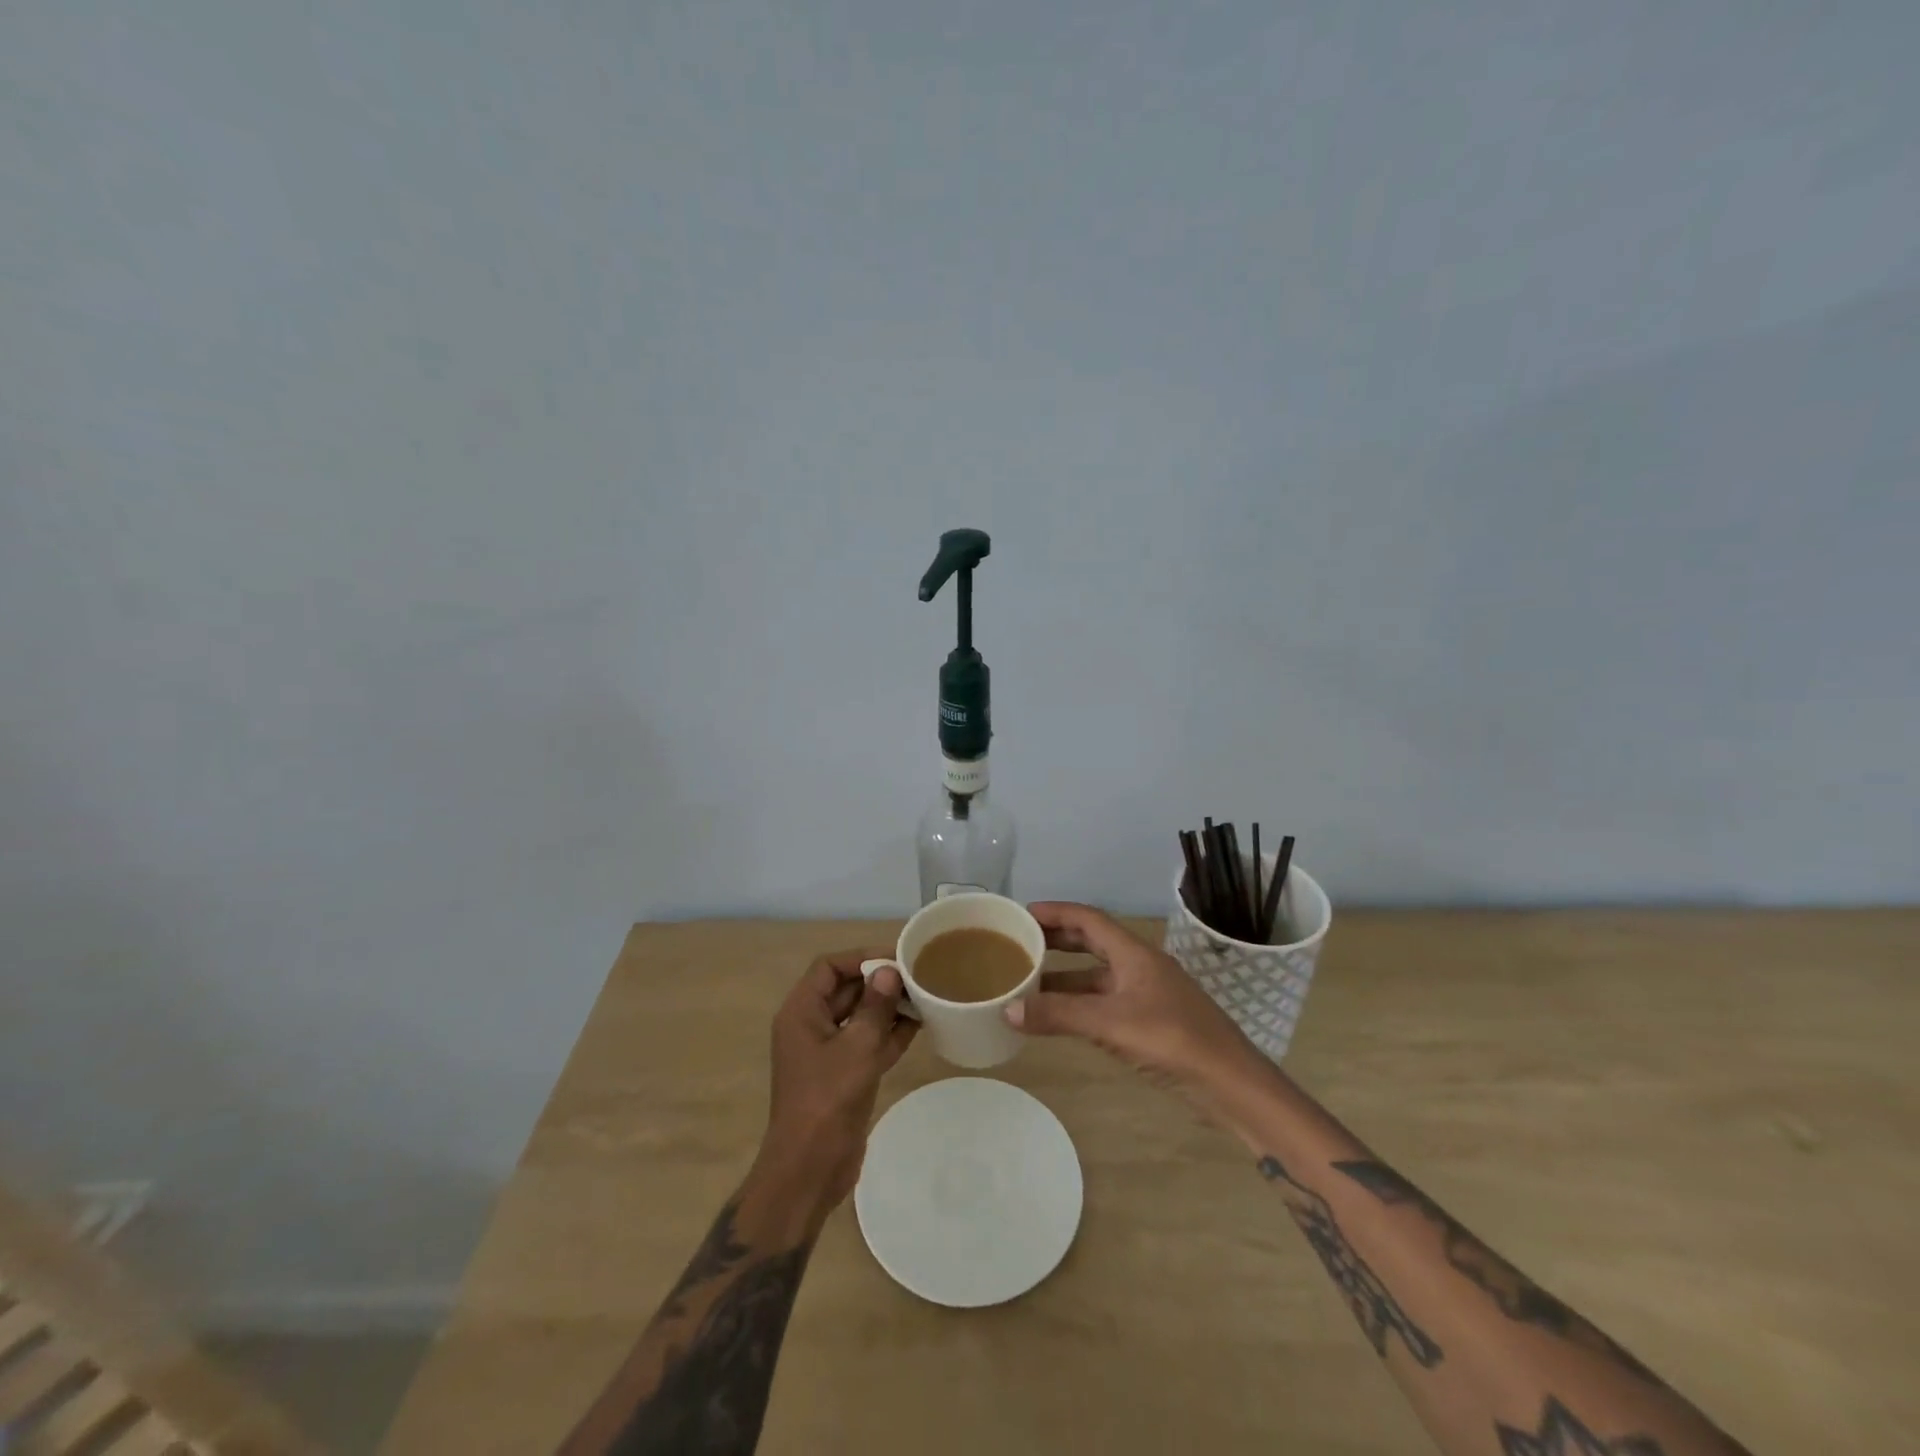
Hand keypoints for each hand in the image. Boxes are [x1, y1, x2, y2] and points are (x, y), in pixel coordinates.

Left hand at [755, 950, 917, 1216]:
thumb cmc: (828, 1100)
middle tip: (917, 975)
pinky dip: (889, 1033)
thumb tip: (888, 971)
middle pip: (845, 989)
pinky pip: (867, 1043)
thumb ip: (875, 1006)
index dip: (860, 958)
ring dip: (888, 1007)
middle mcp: (811, 1026)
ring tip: (924, 996)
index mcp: (801, 1012)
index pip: (828, 967)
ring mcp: (827, 1053)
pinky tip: (919, 1025)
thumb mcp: (857, 1047)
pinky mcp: (843, 1075)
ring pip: (859, 1016)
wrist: (810, 1169)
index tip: (895, 958)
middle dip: (879, 981)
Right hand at [1006, 902, 1262, 1102]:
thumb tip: (1008, 1008)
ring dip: (1065, 976)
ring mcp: (1148, 995)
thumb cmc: (1173, 1040)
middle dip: (1057, 940)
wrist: (1231, 1084)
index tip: (1023, 913)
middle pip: (1093, 942)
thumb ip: (1059, 1015)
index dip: (1056, 912)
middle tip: (1021, 943)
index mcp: (1134, 954)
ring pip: (1098, 976)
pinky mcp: (1151, 1022)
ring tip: (1029, 982)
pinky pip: (1105, 1002)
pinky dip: (1080, 1003)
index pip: (1089, 919)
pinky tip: (1061, 1017)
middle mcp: (1140, 967)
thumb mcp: (1111, 1024)